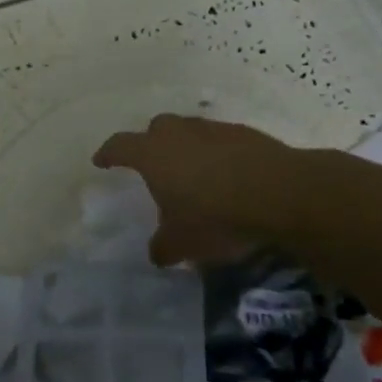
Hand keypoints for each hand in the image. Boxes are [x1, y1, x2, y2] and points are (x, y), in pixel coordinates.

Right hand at [93, 114, 302, 265]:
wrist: (280, 193)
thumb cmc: (215, 215)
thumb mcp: (181, 243)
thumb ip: (162, 246)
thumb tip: (156, 253)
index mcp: (152, 154)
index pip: (120, 146)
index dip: (109, 154)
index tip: (101, 161)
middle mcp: (179, 133)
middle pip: (156, 129)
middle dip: (151, 143)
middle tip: (153, 164)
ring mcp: (214, 129)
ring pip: (191, 131)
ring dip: (188, 147)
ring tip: (194, 173)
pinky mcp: (247, 134)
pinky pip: (221, 141)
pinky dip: (218, 154)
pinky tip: (228, 176)